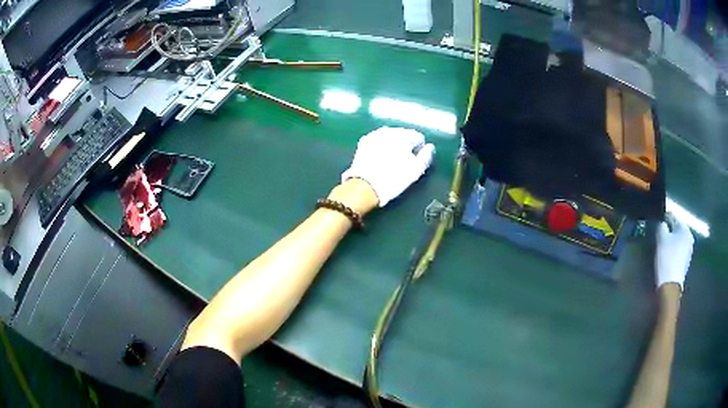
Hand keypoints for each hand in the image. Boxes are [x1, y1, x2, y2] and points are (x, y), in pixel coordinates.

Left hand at [341, 127, 435, 206]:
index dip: (419, 149)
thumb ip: (426, 156)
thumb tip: (430, 147)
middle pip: (403, 135)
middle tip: (403, 161)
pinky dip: (381, 146)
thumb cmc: (394, 178)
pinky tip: (380, 157)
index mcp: (404, 135)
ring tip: (391, 159)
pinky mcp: (364, 141)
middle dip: (405, 144)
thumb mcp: (416, 170)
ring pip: (390, 136)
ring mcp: (375, 134)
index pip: (418, 137)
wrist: (365, 186)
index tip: (415, 161)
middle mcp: (390, 130)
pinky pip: (378, 141)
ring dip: (393, 144)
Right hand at [655, 215, 694, 290]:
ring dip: (671, 240)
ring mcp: (689, 250)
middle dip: (669, 230)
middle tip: (659, 233)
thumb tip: (661, 222)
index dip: (664, 218)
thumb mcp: (661, 238)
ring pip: (678, 240)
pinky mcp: (685, 261)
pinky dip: (673, 250)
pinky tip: (667, 255)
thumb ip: (661, 226)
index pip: (673, 217)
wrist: (670, 285)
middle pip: (677, 229)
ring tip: (662, 244)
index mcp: (685, 228)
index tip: (657, 221)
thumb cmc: (667, 258)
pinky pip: (679, 250)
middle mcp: (689, 236)